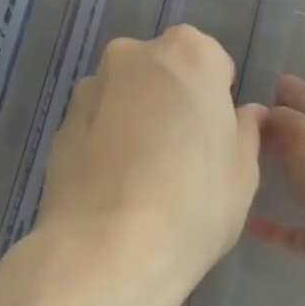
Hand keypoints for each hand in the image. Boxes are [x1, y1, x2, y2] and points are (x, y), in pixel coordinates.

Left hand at [33, 27, 263, 305]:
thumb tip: (245, 114)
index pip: (212, 62)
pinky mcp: (59, 125)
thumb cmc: (193, 205)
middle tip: (181, 155)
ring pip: (126, 96)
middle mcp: (132, 55)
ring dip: (136, 119)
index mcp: (187, 53)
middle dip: (173, 101)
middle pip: (163, 72)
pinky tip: (114, 186)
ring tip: (142, 176)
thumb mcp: (243, 172)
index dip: (216, 100)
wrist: (107, 252)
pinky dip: (106, 141)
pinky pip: (97, 124)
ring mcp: (90, 88)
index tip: (214, 138)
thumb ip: (245, 131)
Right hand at [250, 75, 304, 305]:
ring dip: (273, 177)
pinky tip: (248, 222)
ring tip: (233, 171)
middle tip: (229, 128)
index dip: (283, 89)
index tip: (247, 83)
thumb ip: (280, 120)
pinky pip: (296, 230)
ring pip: (301, 183)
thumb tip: (260, 118)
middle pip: (304, 140)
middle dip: (272, 132)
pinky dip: (274, 227)